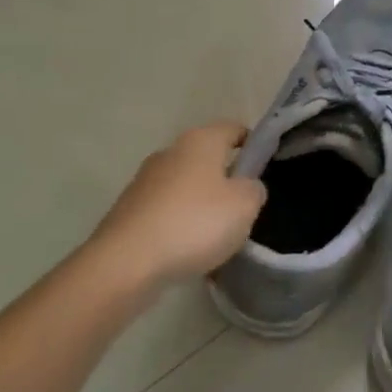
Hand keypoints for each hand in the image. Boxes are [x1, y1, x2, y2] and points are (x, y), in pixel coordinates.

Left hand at [90, 123, 266, 289]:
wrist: (126, 262)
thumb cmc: (195, 223)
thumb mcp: (245, 206)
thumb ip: (254, 189)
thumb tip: (246, 186)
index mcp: (200, 141)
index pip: (233, 129)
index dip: (253, 145)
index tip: (265, 168)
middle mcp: (170, 153)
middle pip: (208, 160)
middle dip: (227, 181)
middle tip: (244, 210)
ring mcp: (145, 182)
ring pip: (187, 189)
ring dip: (203, 207)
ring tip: (218, 238)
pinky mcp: (129, 211)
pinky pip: (167, 213)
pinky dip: (181, 227)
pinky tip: (190, 253)